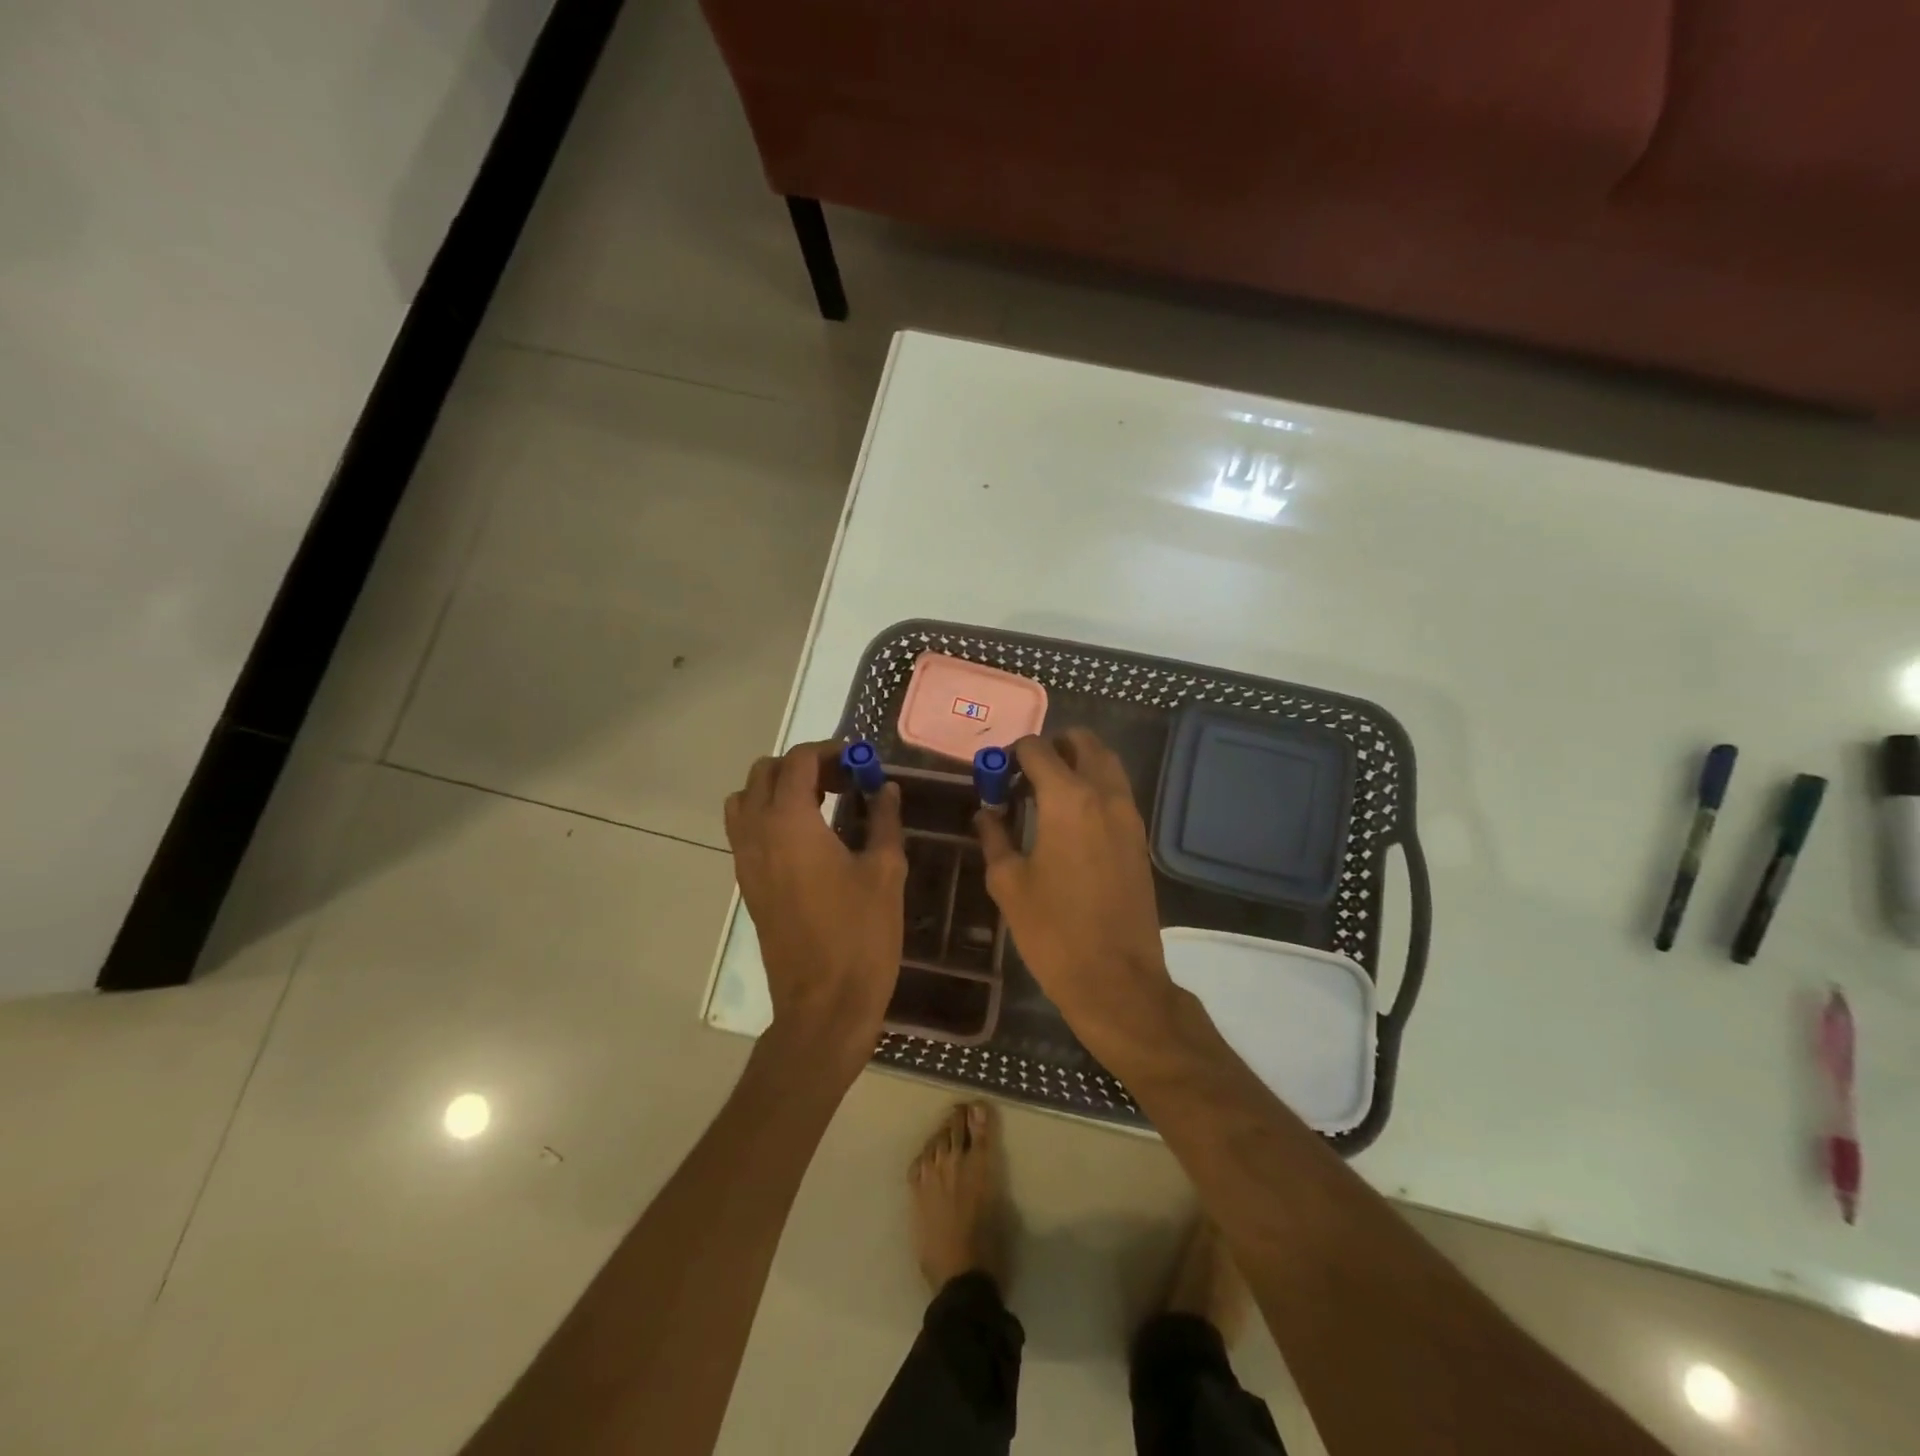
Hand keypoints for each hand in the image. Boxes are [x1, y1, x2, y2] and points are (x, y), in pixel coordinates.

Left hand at [725, 742, 905, 1065]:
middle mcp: (757, 833)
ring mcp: (746, 861)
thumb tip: (886, 788)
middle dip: (803, 766)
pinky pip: (745, 831)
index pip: (798, 761)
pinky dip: (769, 816)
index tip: (861, 759)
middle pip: (765, 773)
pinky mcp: (748, 885)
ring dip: (778, 789)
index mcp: (790, 822)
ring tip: (821, 804)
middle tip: (845, 780)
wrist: (823, 1004)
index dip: (830, 750)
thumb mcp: (885, 871)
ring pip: (746, 800)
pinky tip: (809, 839)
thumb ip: (884, 821)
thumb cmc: (860, 935)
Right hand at [975, 730, 1175, 1046]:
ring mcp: (1129, 815)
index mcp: (1068, 798)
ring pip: (1106, 763)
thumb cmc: (1053, 931)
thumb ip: (995, 836)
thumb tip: (987, 812)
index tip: (996, 776)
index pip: (1037, 748)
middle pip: (1083, 742)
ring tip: (1046, 794)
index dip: (1011, 754)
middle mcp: (1104, 794)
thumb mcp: (1008, 883)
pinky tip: (1070, 820)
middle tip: (1024, 775)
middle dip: (1051, 747)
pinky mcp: (1140, 838)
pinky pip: (1117, 792)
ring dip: (1077, 763)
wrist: (1116, 979)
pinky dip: (1094, 787)